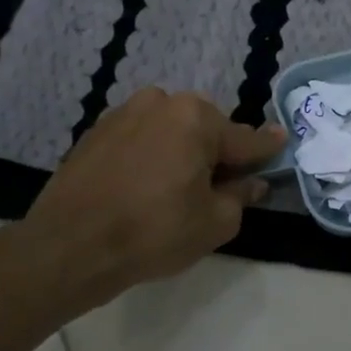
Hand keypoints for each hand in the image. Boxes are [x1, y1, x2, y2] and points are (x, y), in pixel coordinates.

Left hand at [9, 88, 284, 313]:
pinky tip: (145, 186)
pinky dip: (151, 154)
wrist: (67, 247)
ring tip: (176, 187)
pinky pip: (141, 137)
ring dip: (182, 150)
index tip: (283, 141)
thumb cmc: (153, 232)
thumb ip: (241, 195)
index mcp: (197, 118)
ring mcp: (125, 113)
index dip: (267, 148)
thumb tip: (252, 182)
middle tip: (218, 185)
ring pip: (172, 129)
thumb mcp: (215, 222)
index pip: (246, 138)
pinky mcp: (96, 131)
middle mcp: (162, 102)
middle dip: (217, 150)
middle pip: (207, 128)